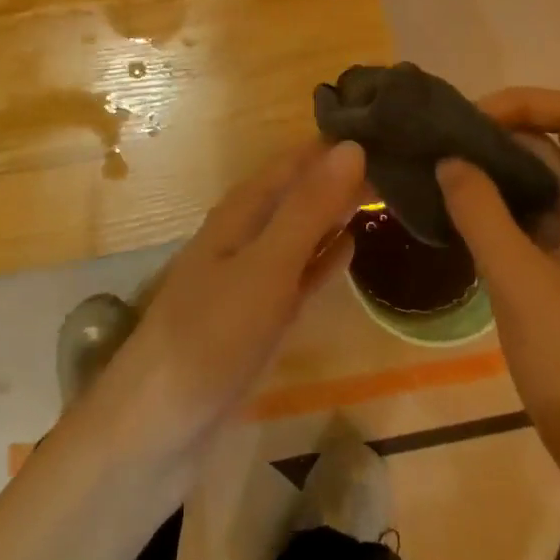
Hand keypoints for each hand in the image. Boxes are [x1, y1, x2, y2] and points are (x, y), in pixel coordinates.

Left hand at [74, 139, 366, 461]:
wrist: (156, 428)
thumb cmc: (211, 336)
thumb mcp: (267, 265)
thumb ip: (309, 208)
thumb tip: (353, 146)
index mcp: (243, 210)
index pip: (296, 161)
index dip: (336, 146)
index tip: (388, 130)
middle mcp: (246, 234)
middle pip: (299, 193)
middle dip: (341, 176)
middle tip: (402, 165)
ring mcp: (251, 277)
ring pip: (301, 231)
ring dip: (335, 214)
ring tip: (386, 196)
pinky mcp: (257, 318)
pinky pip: (299, 274)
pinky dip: (323, 258)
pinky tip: (351, 250)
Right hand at [437, 89, 559, 503]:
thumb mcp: (519, 283)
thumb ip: (480, 211)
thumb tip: (450, 160)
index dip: (523, 103)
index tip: (470, 123)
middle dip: (501, 141)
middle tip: (442, 154)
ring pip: (551, 188)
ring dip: (501, 179)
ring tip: (446, 186)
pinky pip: (548, 224)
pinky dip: (510, 214)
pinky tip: (470, 228)